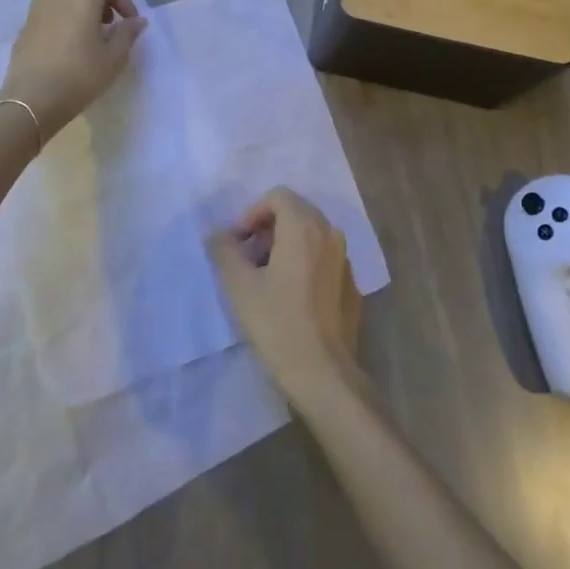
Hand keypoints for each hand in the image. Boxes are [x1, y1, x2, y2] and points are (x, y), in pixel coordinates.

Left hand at [0, 0, 145, 140]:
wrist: (32, 99)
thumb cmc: (80, 75)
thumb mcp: (115, 57)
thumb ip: (128, 33)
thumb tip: (137, 20)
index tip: (128, 20)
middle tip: (103, 18)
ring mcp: (35, 11)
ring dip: (71, 4)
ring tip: (85, 32)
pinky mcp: (23, 30)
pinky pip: (44, 13)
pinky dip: (57, 19)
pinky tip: (66, 46)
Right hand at [207, 188, 364, 413]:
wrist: (323, 372)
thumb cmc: (277, 323)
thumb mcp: (240, 286)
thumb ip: (225, 251)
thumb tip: (217, 234)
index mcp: (304, 227)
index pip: (278, 196)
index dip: (252, 213)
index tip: (238, 243)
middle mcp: (330, 233)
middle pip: (296, 212)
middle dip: (268, 228)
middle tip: (248, 258)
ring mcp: (345, 259)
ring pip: (312, 235)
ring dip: (286, 245)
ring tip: (266, 278)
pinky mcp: (352, 284)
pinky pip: (324, 258)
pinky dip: (305, 263)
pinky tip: (291, 297)